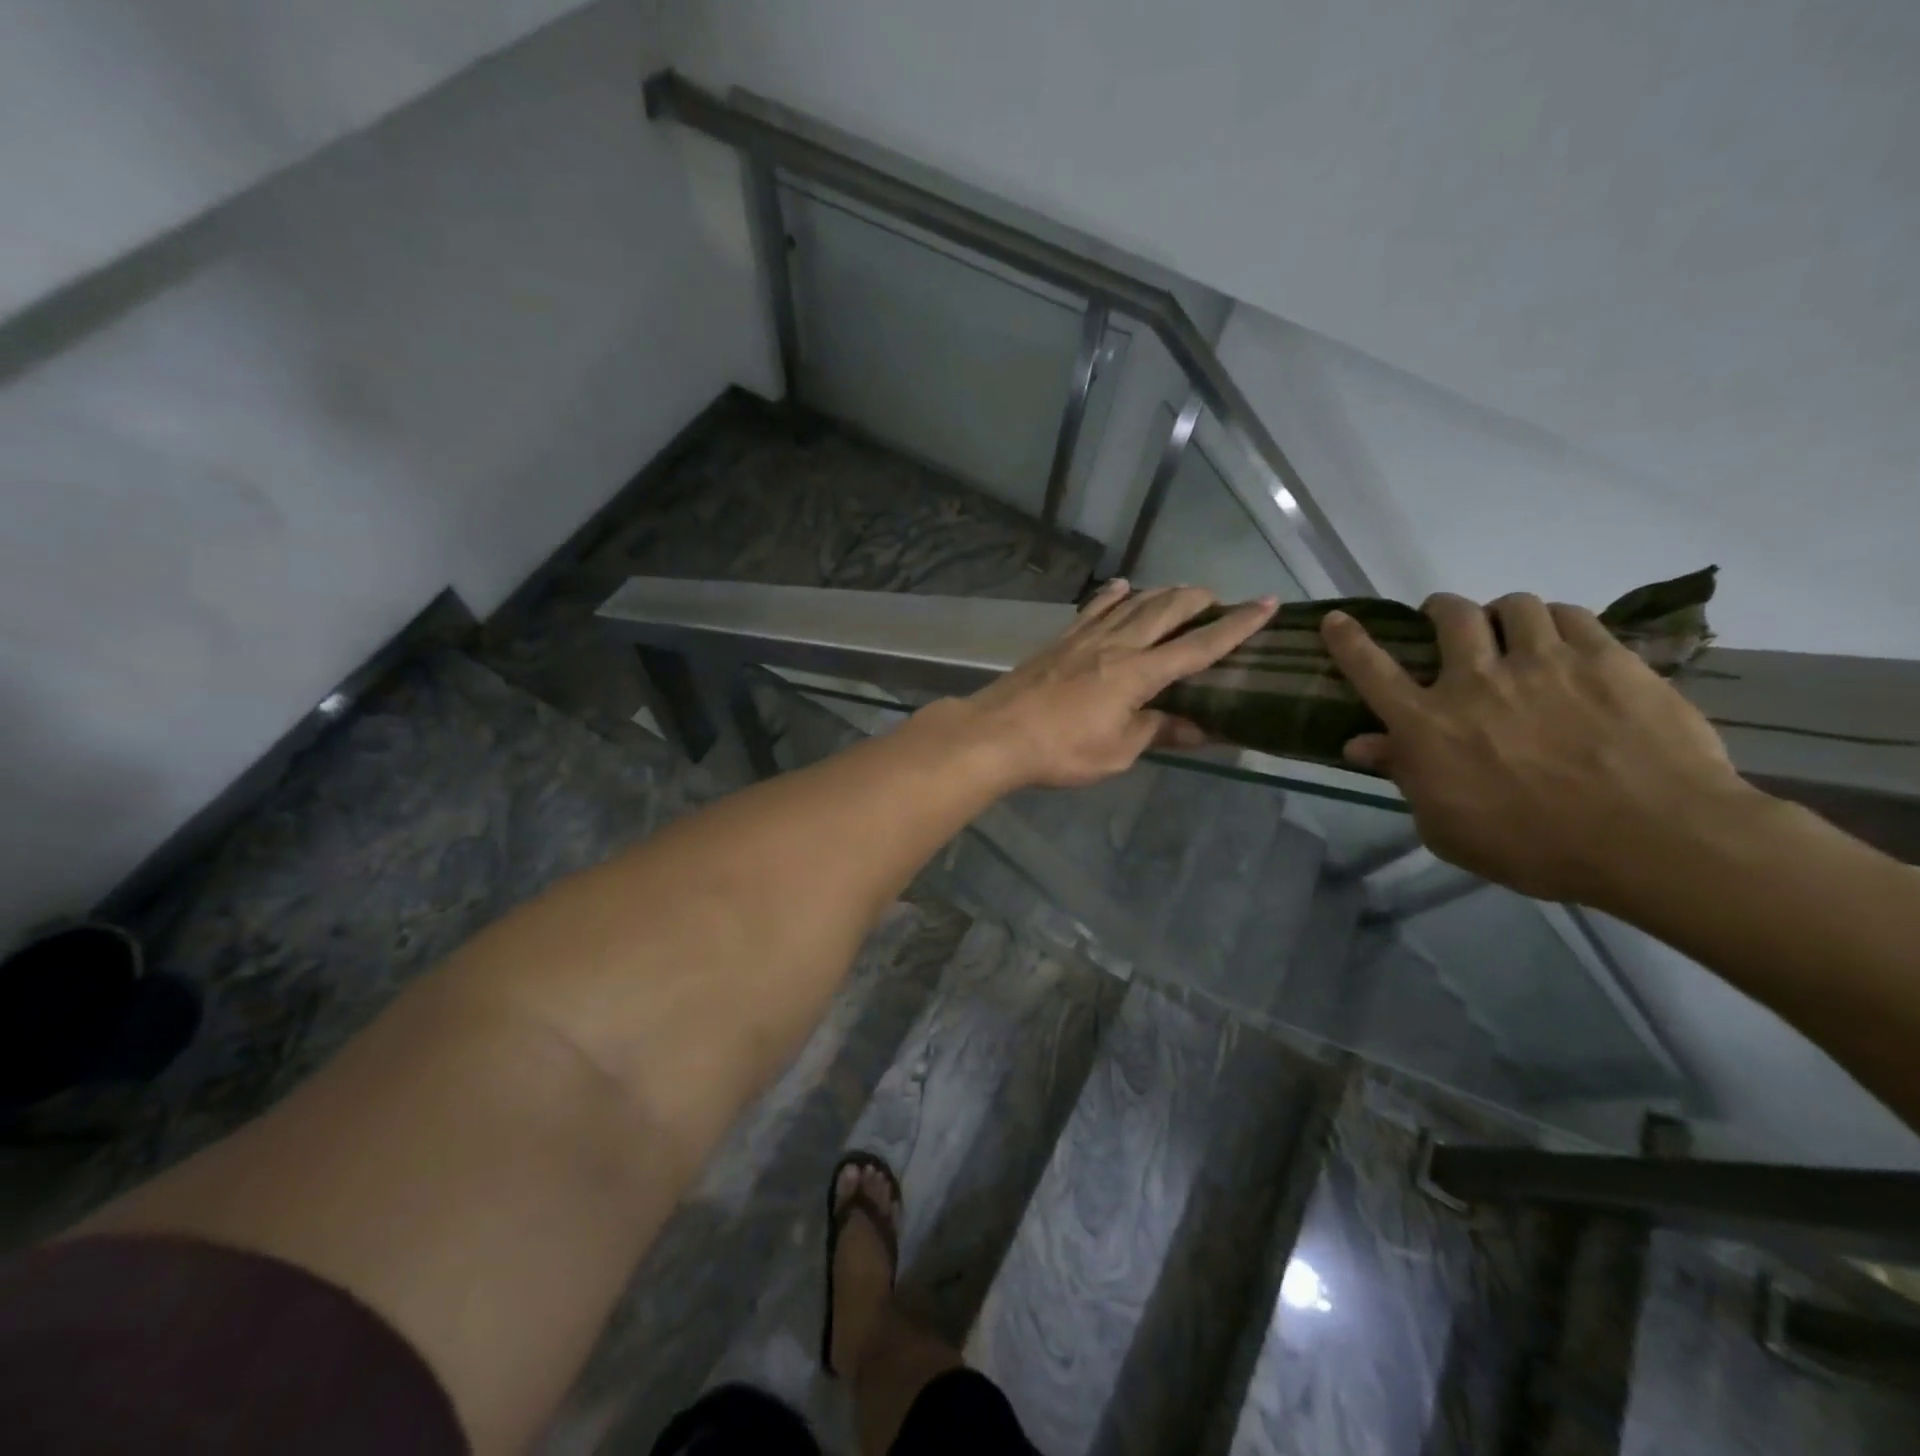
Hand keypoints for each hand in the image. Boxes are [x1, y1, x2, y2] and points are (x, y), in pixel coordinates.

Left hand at [966, 580, 1277, 789]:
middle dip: (1198, 600)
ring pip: (1132, 604)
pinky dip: (1112, 595)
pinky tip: (1121, 586)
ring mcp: (1085, 639)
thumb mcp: (1117, 752)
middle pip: (1166, 611)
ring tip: (1181, 590)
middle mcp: (1117, 645)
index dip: (1235, 627)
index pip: (1198, 647)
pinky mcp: (1060, 641)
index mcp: (1138, 674)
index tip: (1266, 605)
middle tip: (1220, 597)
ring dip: (1162, 593)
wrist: (997, 734)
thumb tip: (1199, 729)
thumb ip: (1157, 732)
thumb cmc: (1060, 750)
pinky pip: (1093, 610)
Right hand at [1320, 591, 1756, 905]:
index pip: (1370, 670)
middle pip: (1449, 616)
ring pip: (1512, 605)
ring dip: (1503, 615)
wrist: (1652, 838)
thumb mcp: (1446, 826)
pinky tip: (1565, 642)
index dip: (1347, 640)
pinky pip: (1570, 615)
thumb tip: (1361, 744)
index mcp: (1427, 725)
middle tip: (1448, 623)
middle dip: (1441, 611)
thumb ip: (1404, 777)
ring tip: (1514, 632)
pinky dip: (1557, 622)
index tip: (1336, 619)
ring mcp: (1542, 663)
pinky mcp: (1605, 657)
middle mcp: (1475, 681)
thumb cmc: (1533, 846)